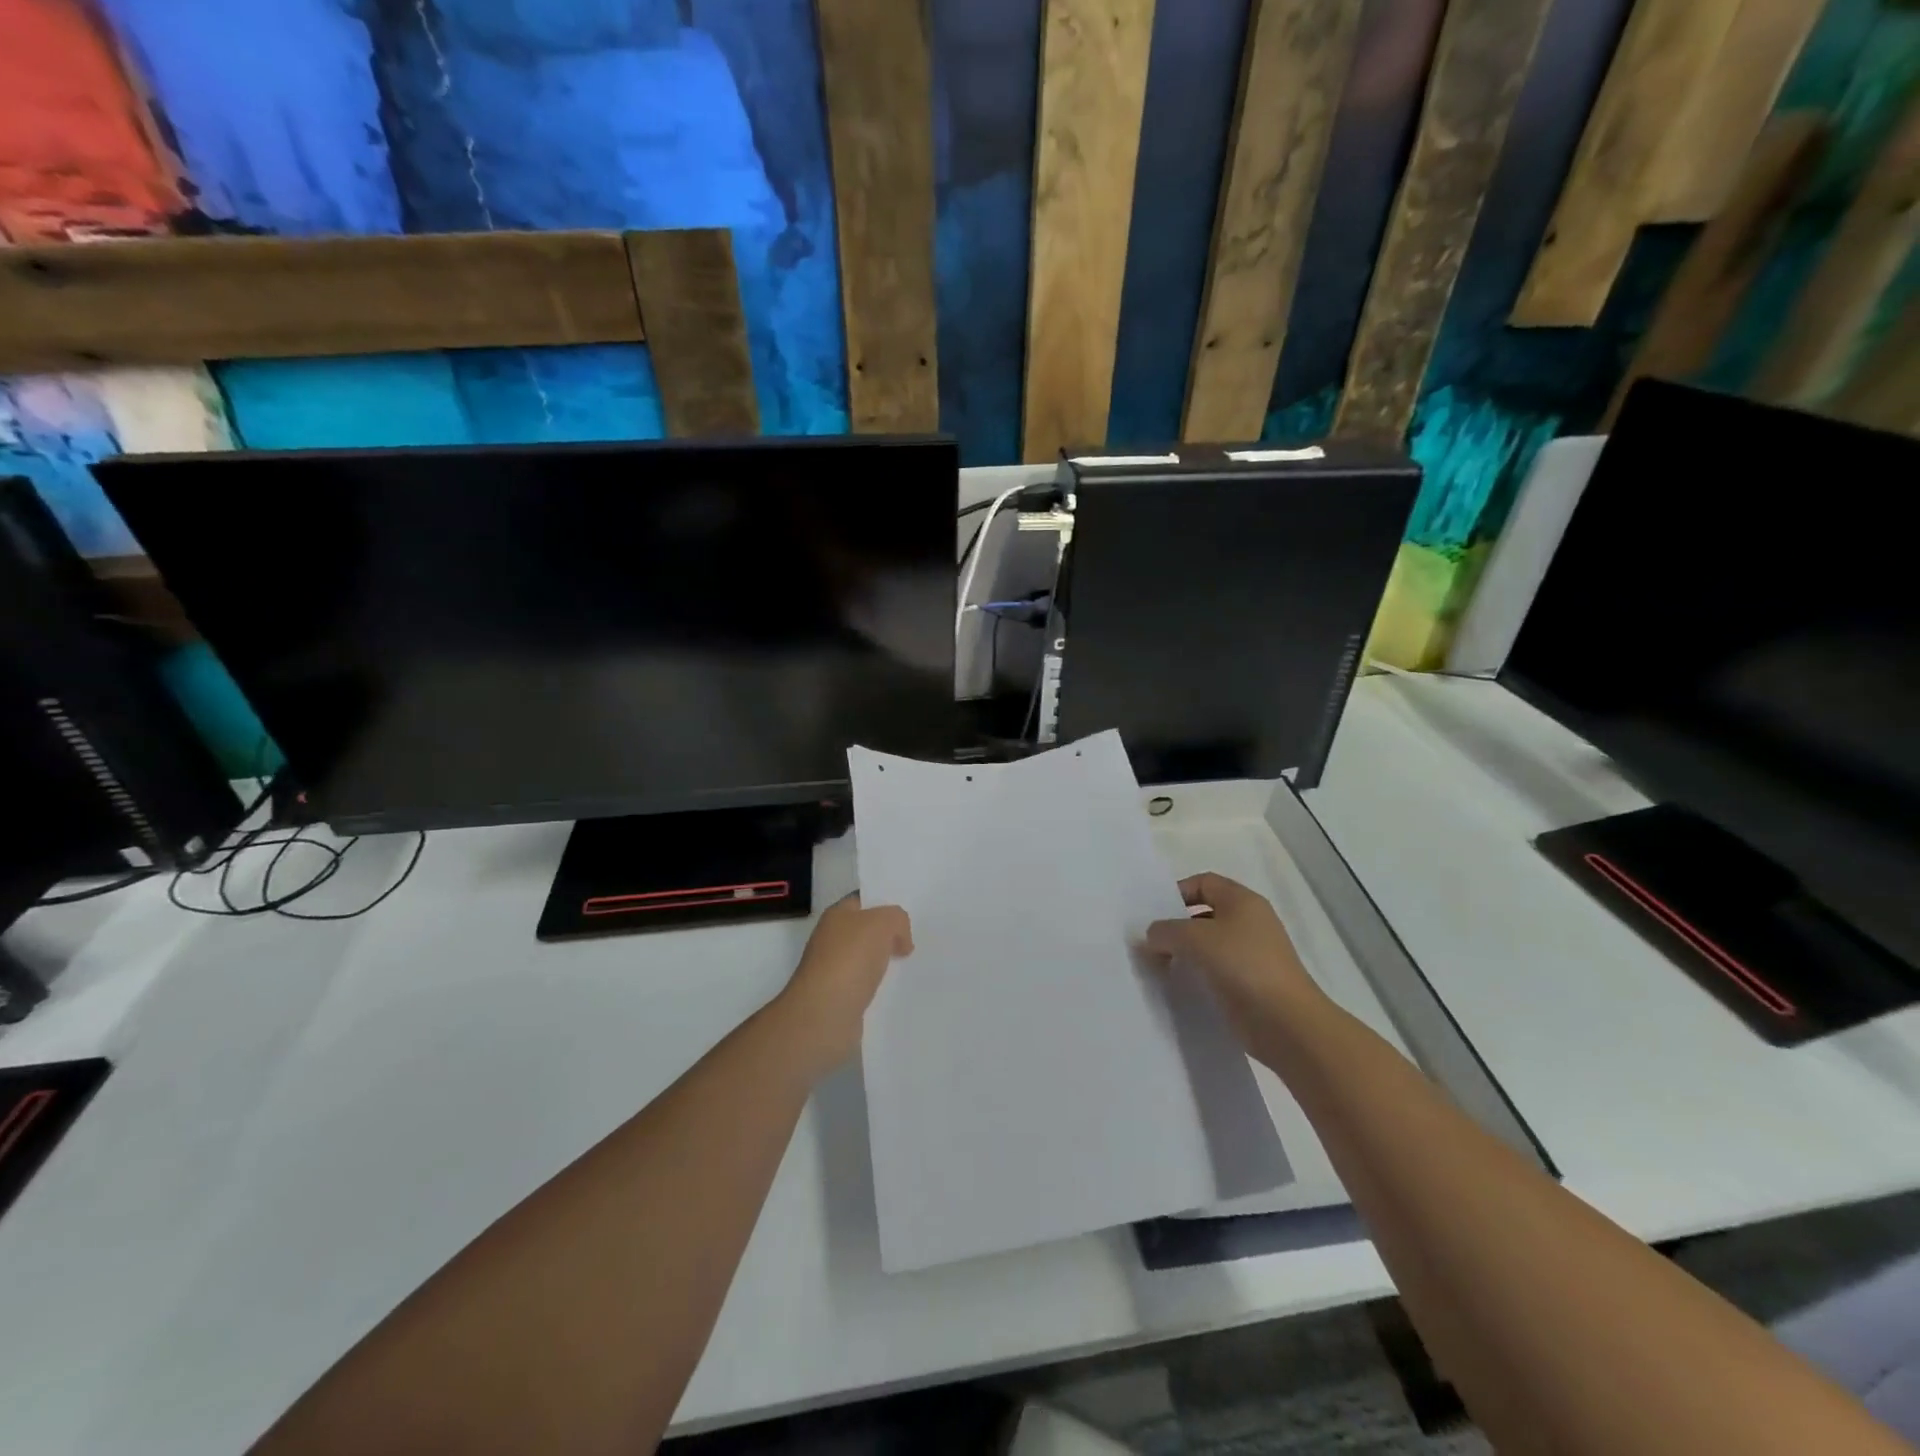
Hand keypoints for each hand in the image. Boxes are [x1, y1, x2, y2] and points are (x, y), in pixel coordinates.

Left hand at [778, 894, 912, 1073]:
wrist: (824, 1016)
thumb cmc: (850, 960)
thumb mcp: (883, 923)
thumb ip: (898, 919)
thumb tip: (900, 941)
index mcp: (837, 915)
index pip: (864, 900)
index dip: (886, 901)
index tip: (912, 909)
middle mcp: (833, 940)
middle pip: (868, 930)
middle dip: (892, 934)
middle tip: (920, 937)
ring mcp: (836, 971)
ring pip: (871, 959)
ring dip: (889, 962)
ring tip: (917, 963)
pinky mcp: (843, 999)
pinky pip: (870, 986)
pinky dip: (884, 987)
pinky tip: (902, 989)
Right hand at [1145, 873, 1324, 1042]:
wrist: (1286, 1023)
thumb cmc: (1242, 966)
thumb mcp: (1194, 939)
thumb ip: (1165, 931)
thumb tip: (1152, 936)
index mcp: (1242, 901)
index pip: (1204, 882)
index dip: (1177, 892)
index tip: (1154, 914)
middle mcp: (1250, 922)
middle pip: (1204, 914)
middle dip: (1176, 926)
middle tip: (1150, 943)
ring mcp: (1252, 954)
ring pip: (1209, 944)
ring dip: (1184, 953)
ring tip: (1159, 966)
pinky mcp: (1251, 983)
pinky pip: (1216, 970)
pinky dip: (1197, 974)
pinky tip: (1180, 986)